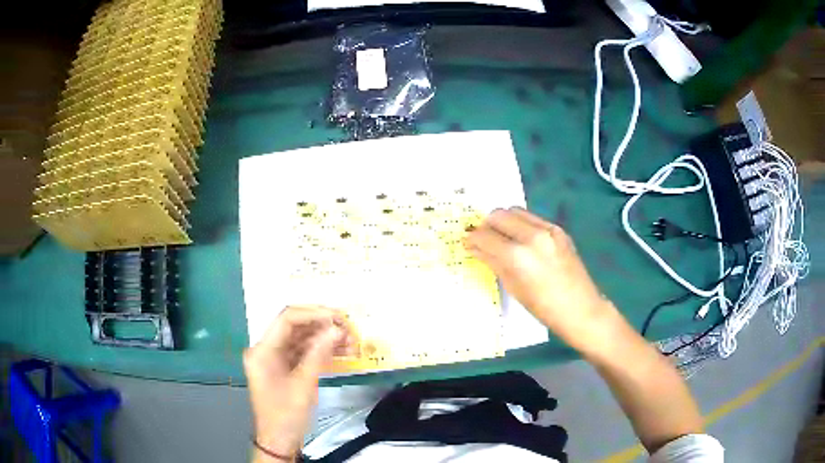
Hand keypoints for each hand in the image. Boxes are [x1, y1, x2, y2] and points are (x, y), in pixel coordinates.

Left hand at [243, 306, 353, 460]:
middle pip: (295, 327)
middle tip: (349, 330)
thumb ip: (319, 354)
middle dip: (322, 326)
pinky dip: (320, 351)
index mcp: (262, 350)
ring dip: (325, 339)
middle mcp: (266, 349)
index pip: (287, 320)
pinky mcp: (284, 368)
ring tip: (350, 342)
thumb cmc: (286, 415)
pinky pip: (302, 352)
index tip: (338, 318)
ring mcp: (274, 358)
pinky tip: (340, 351)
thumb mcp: (303, 385)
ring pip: (301, 339)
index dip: (313, 314)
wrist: (279, 440)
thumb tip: (336, 330)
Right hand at [465, 207, 615, 349]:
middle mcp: (532, 236)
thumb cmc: (544, 307)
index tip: (467, 242)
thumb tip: (474, 248)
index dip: (472, 239)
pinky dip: (521, 224)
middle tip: (483, 239)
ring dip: (503, 221)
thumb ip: (493, 262)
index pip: (485, 236)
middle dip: (486, 225)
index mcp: (518, 256)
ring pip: (515, 211)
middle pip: (498, 215)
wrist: (581, 308)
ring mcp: (548, 230)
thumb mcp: (513, 287)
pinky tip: (522, 239)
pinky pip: (532, 218)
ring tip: (502, 237)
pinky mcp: (558, 229)